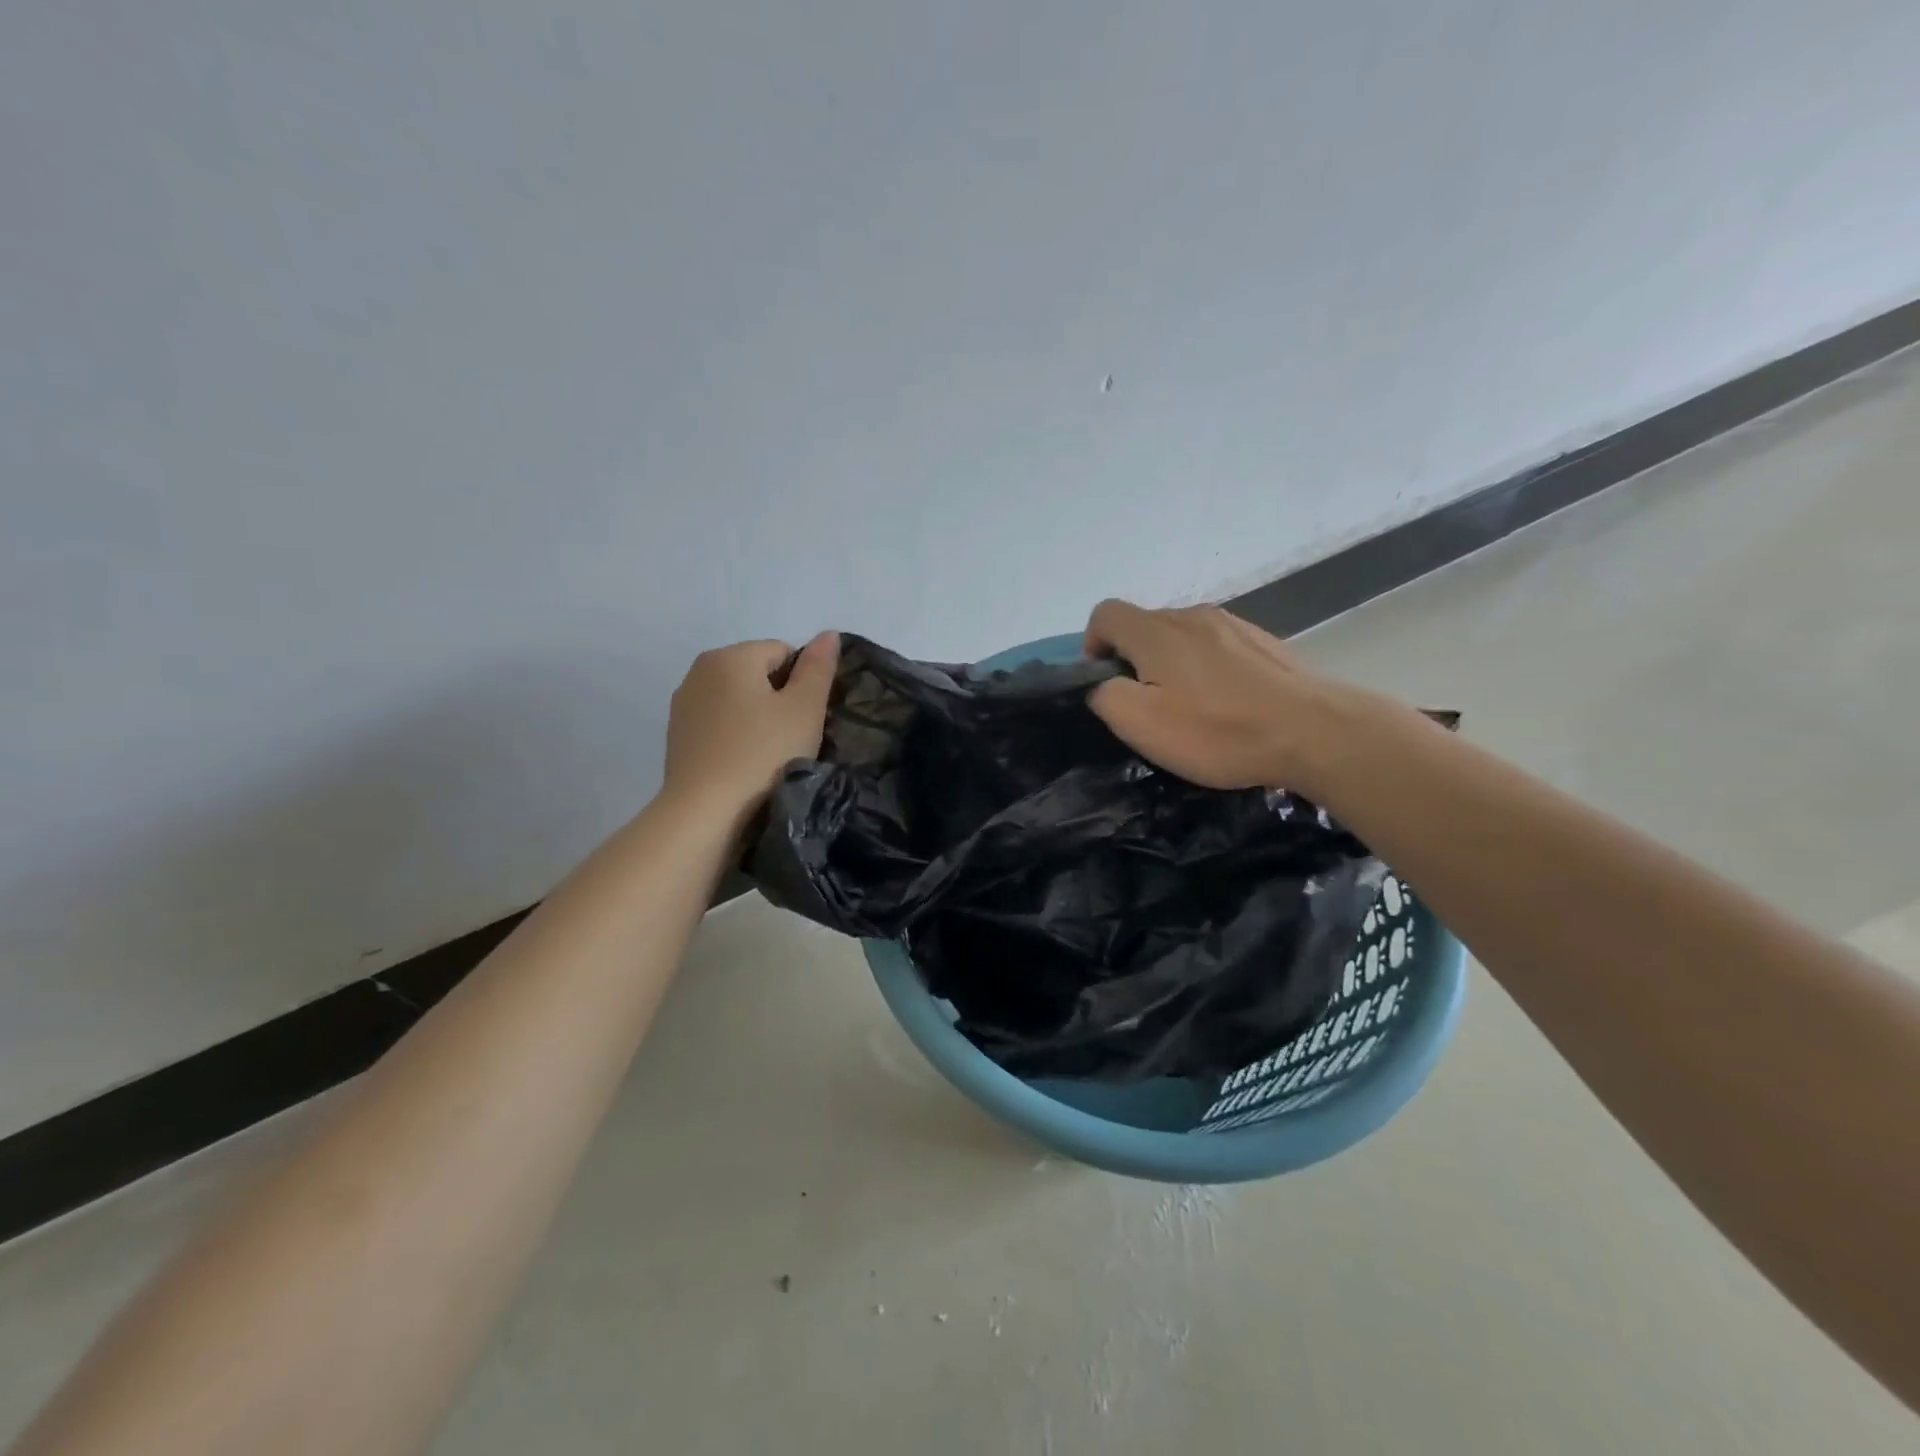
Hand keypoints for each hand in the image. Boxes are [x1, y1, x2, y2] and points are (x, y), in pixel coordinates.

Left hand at [663, 632, 838, 816]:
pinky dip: (734, 736)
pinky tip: (742, 764)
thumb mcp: (804, 709)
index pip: (783, 652)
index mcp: (730, 656)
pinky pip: (718, 723)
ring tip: (767, 755)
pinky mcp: (677, 736)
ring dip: (756, 718)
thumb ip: (819, 668)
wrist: (705, 812)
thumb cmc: (763, 755)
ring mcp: (683, 704)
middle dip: (778, 699)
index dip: (802, 683)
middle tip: (791, 738)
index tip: (805, 718)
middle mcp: (699, 670)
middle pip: (757, 673)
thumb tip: (828, 634)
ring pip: (737, 700)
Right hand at [1082, 599, 1357, 792]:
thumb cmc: (1219, 730)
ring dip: (1171, 665)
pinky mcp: (1262, 642)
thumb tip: (1102, 683)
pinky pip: (1216, 647)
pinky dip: (1206, 669)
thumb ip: (1106, 696)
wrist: (1315, 732)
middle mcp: (1192, 615)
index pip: (1105, 614)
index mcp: (1157, 631)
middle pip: (1144, 625)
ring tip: (1189, 707)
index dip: (1092, 645)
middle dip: (1132, 659)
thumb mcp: (1142, 724)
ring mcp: (1233, 624)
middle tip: (1146, 706)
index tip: (1104, 682)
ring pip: (1181, 636)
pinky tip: (1226, 704)